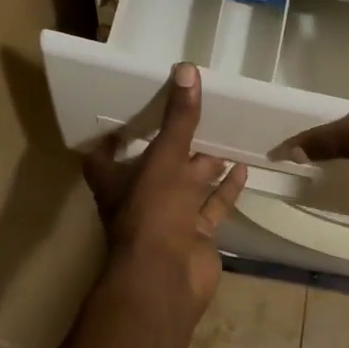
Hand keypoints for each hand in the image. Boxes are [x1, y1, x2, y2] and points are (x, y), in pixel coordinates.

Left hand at [84, 62, 247, 319]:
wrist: (167, 279)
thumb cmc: (153, 212)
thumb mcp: (165, 157)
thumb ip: (179, 118)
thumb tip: (186, 68)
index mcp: (117, 180)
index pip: (105, 155)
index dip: (114, 137)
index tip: (131, 112)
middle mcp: (140, 198)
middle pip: (155, 167)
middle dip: (173, 145)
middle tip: (193, 116)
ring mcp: (169, 219)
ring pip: (187, 187)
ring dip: (203, 166)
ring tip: (224, 137)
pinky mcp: (195, 235)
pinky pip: (213, 207)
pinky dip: (226, 189)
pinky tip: (243, 167)